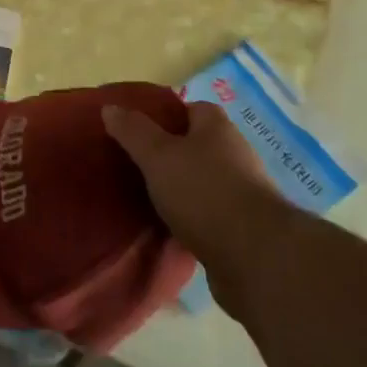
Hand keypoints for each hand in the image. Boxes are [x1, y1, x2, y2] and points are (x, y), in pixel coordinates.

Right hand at [103, 99, 282, 274]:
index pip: (191, 108)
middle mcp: (234, 154)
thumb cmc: (204, 192)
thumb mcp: (158, 155)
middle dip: (169, 155)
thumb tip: (110, 107)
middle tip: (135, 166)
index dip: (165, 116)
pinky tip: (168, 231)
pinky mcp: (243, 230)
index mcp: (217, 128)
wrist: (256, 258)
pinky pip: (208, 217)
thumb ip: (133, 131)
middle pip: (196, 146)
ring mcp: (242, 194)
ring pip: (202, 183)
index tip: (137, 130)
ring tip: (145, 200)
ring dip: (180, 191)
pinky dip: (190, 221)